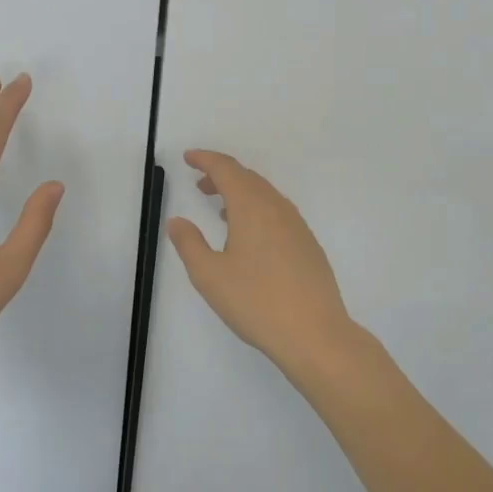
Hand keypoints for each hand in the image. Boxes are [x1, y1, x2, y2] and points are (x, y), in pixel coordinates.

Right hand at [165, 150, 354, 373]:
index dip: (206, 159)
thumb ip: (189, 244)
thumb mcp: (209, 276)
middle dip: (222, 175)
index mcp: (252, 208)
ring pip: (266, 195)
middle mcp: (277, 209)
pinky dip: (258, 210)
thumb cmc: (256, 302)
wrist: (315, 334)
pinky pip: (278, 213)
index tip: (188, 157)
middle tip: (200, 183)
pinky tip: (250, 235)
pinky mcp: (308, 245)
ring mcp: (297, 226)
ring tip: (221, 209)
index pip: (227, 170)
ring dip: (241, 193)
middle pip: (248, 178)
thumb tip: (177, 221)